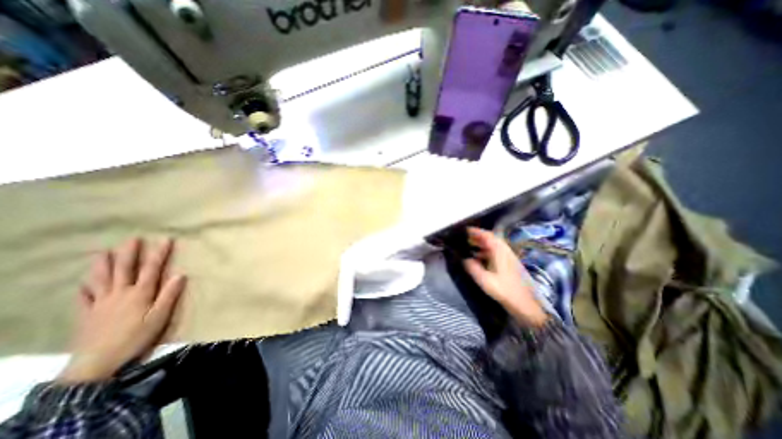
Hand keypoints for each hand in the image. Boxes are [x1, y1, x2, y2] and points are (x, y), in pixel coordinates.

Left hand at [56, 236, 186, 384]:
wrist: (97, 363)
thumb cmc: (135, 337)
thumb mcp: (160, 317)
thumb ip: (169, 295)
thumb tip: (180, 274)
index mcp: (140, 293)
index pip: (151, 268)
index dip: (159, 253)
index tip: (166, 239)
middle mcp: (119, 293)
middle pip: (124, 269)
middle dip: (129, 253)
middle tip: (132, 239)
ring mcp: (100, 303)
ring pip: (100, 279)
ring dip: (102, 265)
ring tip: (102, 252)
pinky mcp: (87, 314)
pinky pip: (84, 298)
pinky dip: (84, 289)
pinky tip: (83, 284)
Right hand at [460, 229, 544, 326]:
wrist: (526, 304)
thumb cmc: (505, 290)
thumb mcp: (485, 280)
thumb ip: (473, 268)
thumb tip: (465, 259)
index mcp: (500, 252)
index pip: (487, 236)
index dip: (476, 231)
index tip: (465, 230)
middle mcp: (505, 251)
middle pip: (491, 239)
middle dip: (478, 237)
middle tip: (465, 238)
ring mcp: (509, 257)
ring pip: (494, 246)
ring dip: (482, 244)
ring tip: (470, 246)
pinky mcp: (510, 264)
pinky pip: (496, 253)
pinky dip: (486, 252)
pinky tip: (479, 259)